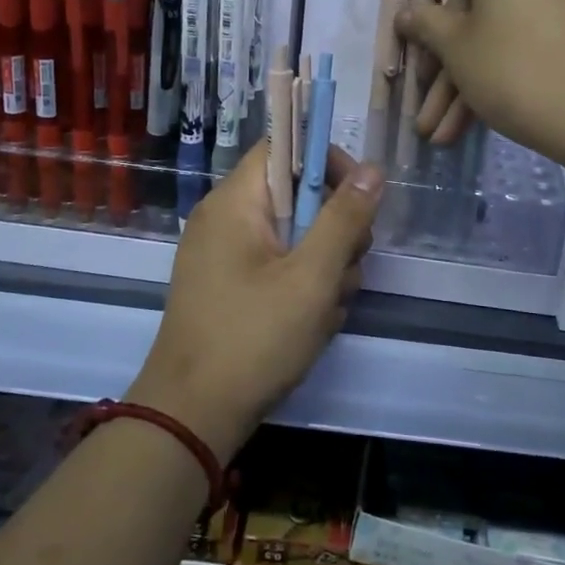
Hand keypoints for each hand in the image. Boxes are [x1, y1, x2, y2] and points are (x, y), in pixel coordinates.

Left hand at [128, 140, 382, 462]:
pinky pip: (280, 268)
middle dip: (333, 230)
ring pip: (295, 237)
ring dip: (324, 267)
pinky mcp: (231, 288)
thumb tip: (372, 169)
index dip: (326, 161)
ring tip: (326, 308)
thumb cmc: (254, 338)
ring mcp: (226, 256)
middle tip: (345, 269)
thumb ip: (345, 218)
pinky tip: (312, 324)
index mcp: (236, 202)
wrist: (192, 417)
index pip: (284, 147)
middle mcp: (226, 220)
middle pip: (297, 195)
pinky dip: (303, 288)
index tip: (359, 197)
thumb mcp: (312, 276)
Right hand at [395, 0, 564, 171]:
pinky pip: (532, 30)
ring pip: (502, 23)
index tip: (416, 29)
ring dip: (469, 77)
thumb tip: (407, 12)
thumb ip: (426, 23)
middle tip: (425, 103)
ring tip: (442, 134)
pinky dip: (505, 66)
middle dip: (445, 58)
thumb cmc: (518, 69)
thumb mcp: (457, 48)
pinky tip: (474, 122)